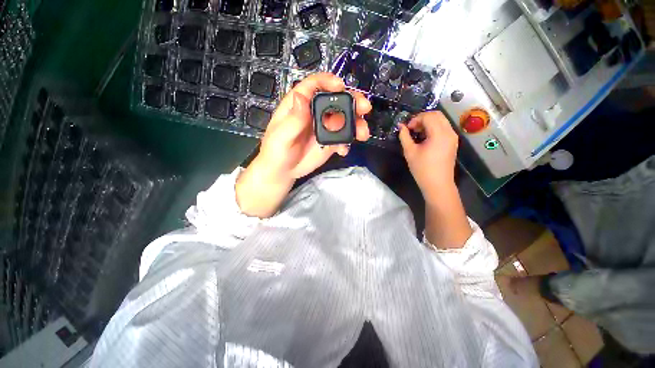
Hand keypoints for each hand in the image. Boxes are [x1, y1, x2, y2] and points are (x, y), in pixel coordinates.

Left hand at [236, 73, 371, 217]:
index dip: (328, 81)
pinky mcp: (330, 142)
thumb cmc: (276, 151)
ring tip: (362, 134)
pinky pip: (343, 138)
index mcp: (299, 105)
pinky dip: (347, 143)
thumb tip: (301, 96)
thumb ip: (293, 119)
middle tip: (365, 109)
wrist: (283, 171)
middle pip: (336, 100)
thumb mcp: (281, 135)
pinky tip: (343, 151)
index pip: (314, 85)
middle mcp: (315, 113)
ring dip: (356, 125)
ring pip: (344, 119)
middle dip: (352, 102)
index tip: (341, 86)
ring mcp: (324, 128)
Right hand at [399, 111, 458, 203]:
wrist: (437, 184)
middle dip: (422, 118)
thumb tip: (401, 127)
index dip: (415, 119)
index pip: (428, 116)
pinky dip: (434, 128)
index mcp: (439, 134)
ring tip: (417, 133)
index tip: (407, 128)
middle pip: (437, 115)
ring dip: (428, 122)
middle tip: (412, 128)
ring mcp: (453, 137)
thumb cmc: (422, 169)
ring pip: (441, 120)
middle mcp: (449, 132)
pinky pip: (444, 128)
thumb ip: (404, 137)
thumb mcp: (409, 152)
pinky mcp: (453, 142)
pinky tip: (425, 138)